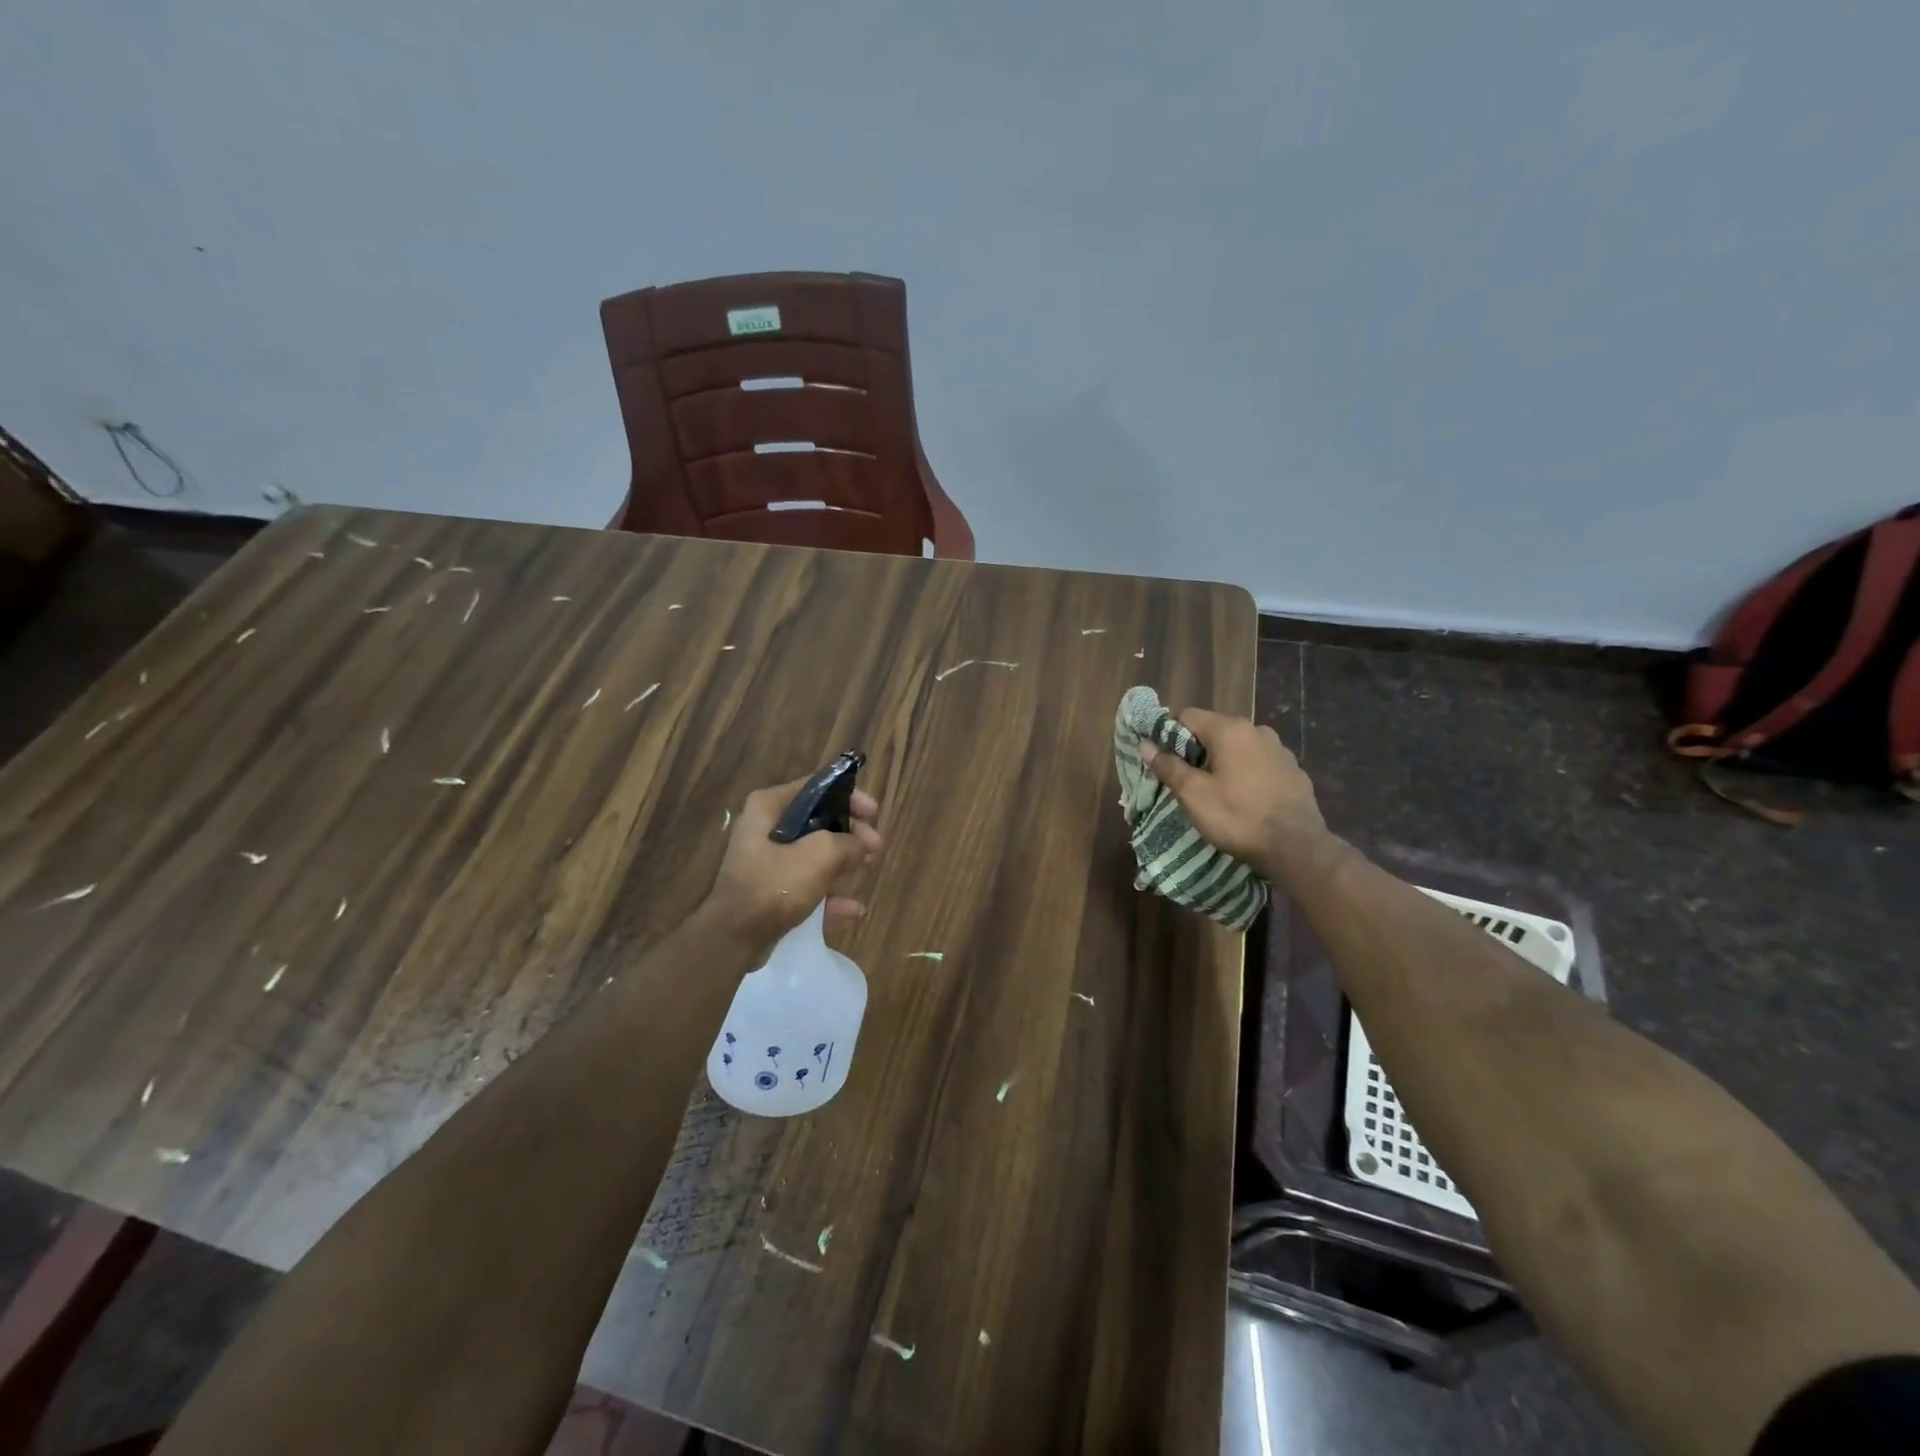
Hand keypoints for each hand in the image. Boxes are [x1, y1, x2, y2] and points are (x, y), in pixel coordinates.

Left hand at [704, 777, 882, 942]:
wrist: (734, 938)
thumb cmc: (775, 885)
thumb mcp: (820, 855)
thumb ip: (848, 842)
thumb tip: (863, 843)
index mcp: (768, 807)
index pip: (816, 787)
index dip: (849, 796)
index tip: (873, 812)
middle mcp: (764, 829)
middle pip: (818, 822)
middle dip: (850, 834)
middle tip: (875, 846)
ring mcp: (766, 863)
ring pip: (814, 855)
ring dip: (842, 863)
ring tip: (868, 869)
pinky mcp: (769, 893)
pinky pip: (806, 887)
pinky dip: (829, 895)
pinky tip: (854, 909)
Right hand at [1138, 709, 1326, 879]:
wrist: (1296, 846)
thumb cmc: (1237, 817)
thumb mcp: (1193, 794)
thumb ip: (1168, 766)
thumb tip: (1145, 745)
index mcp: (1229, 730)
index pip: (1187, 716)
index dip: (1169, 735)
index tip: (1165, 761)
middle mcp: (1257, 730)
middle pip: (1214, 730)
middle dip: (1197, 751)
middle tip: (1188, 781)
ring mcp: (1279, 749)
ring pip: (1239, 747)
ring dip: (1224, 762)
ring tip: (1218, 792)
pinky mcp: (1294, 770)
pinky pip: (1260, 763)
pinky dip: (1247, 774)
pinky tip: (1246, 799)